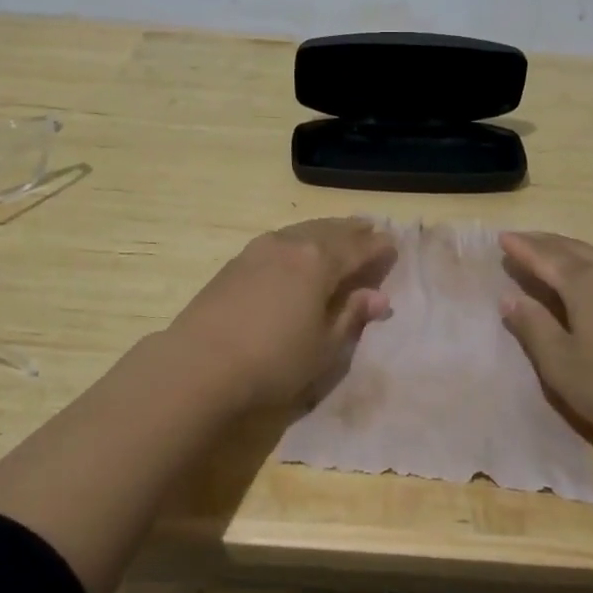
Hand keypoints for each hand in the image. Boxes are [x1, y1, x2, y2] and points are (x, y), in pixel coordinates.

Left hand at [164, 218, 395, 412]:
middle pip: (330, 231)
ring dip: (324, 230)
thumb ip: (351, 316)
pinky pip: (280, 239)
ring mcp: (260, 249)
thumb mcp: (324, 347)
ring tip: (337, 232)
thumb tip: (378, 297)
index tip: (393, 245)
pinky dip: (298, 239)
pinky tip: (296, 248)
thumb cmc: (273, 361)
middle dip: (352, 230)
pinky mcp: (236, 261)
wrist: (200, 364)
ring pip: (302, 230)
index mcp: (319, 262)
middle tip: (369, 227)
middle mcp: (291, 245)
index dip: (378, 247)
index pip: (358, 248)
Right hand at [499, 231, 592, 446]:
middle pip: (572, 248)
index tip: (502, 238)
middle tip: (521, 238)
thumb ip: (533, 327)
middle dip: (544, 242)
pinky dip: (589, 264)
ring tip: (550, 251)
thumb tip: (510, 298)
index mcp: (585, 283)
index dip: (521, 248)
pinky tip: (590, 277)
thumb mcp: (561, 364)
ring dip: (568, 250)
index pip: (544, 257)